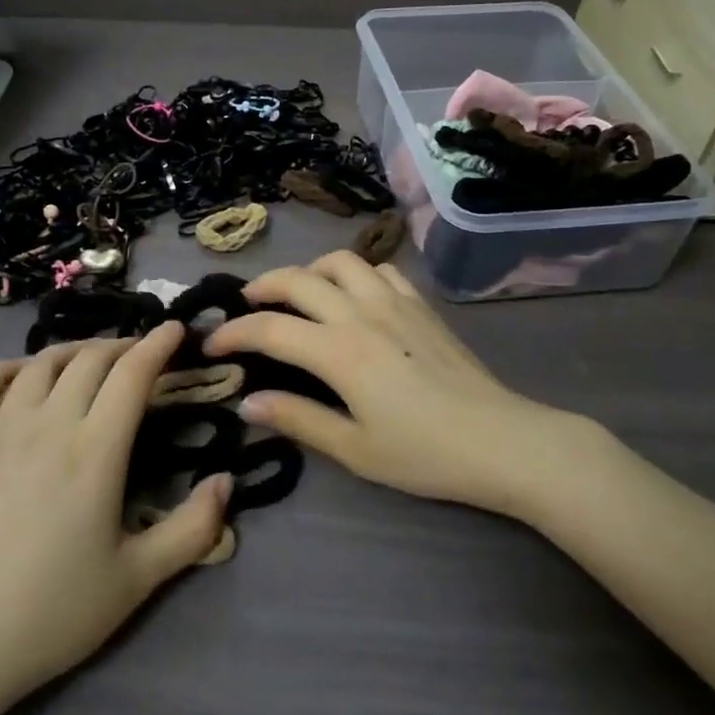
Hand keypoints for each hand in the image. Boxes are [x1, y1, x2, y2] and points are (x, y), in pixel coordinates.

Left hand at [0, 323, 231, 714]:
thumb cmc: (56, 611)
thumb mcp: (138, 579)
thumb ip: (192, 529)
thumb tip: (226, 481)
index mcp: (94, 451)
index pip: (131, 375)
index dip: (158, 345)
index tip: (177, 329)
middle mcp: (48, 426)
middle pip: (90, 359)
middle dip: (123, 345)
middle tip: (145, 355)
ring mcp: (3, 432)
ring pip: (41, 363)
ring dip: (75, 350)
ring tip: (95, 360)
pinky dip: (4, 370)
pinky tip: (21, 377)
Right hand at [204, 252, 582, 518]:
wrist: (502, 441)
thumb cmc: (424, 454)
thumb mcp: (354, 449)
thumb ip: (298, 419)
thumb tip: (248, 402)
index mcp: (339, 351)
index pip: (269, 328)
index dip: (233, 332)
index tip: (212, 344)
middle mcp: (360, 313)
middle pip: (298, 278)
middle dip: (262, 286)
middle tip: (246, 306)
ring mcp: (395, 302)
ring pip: (341, 261)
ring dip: (310, 270)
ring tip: (299, 294)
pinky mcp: (421, 305)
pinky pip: (380, 269)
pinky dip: (356, 274)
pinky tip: (354, 297)